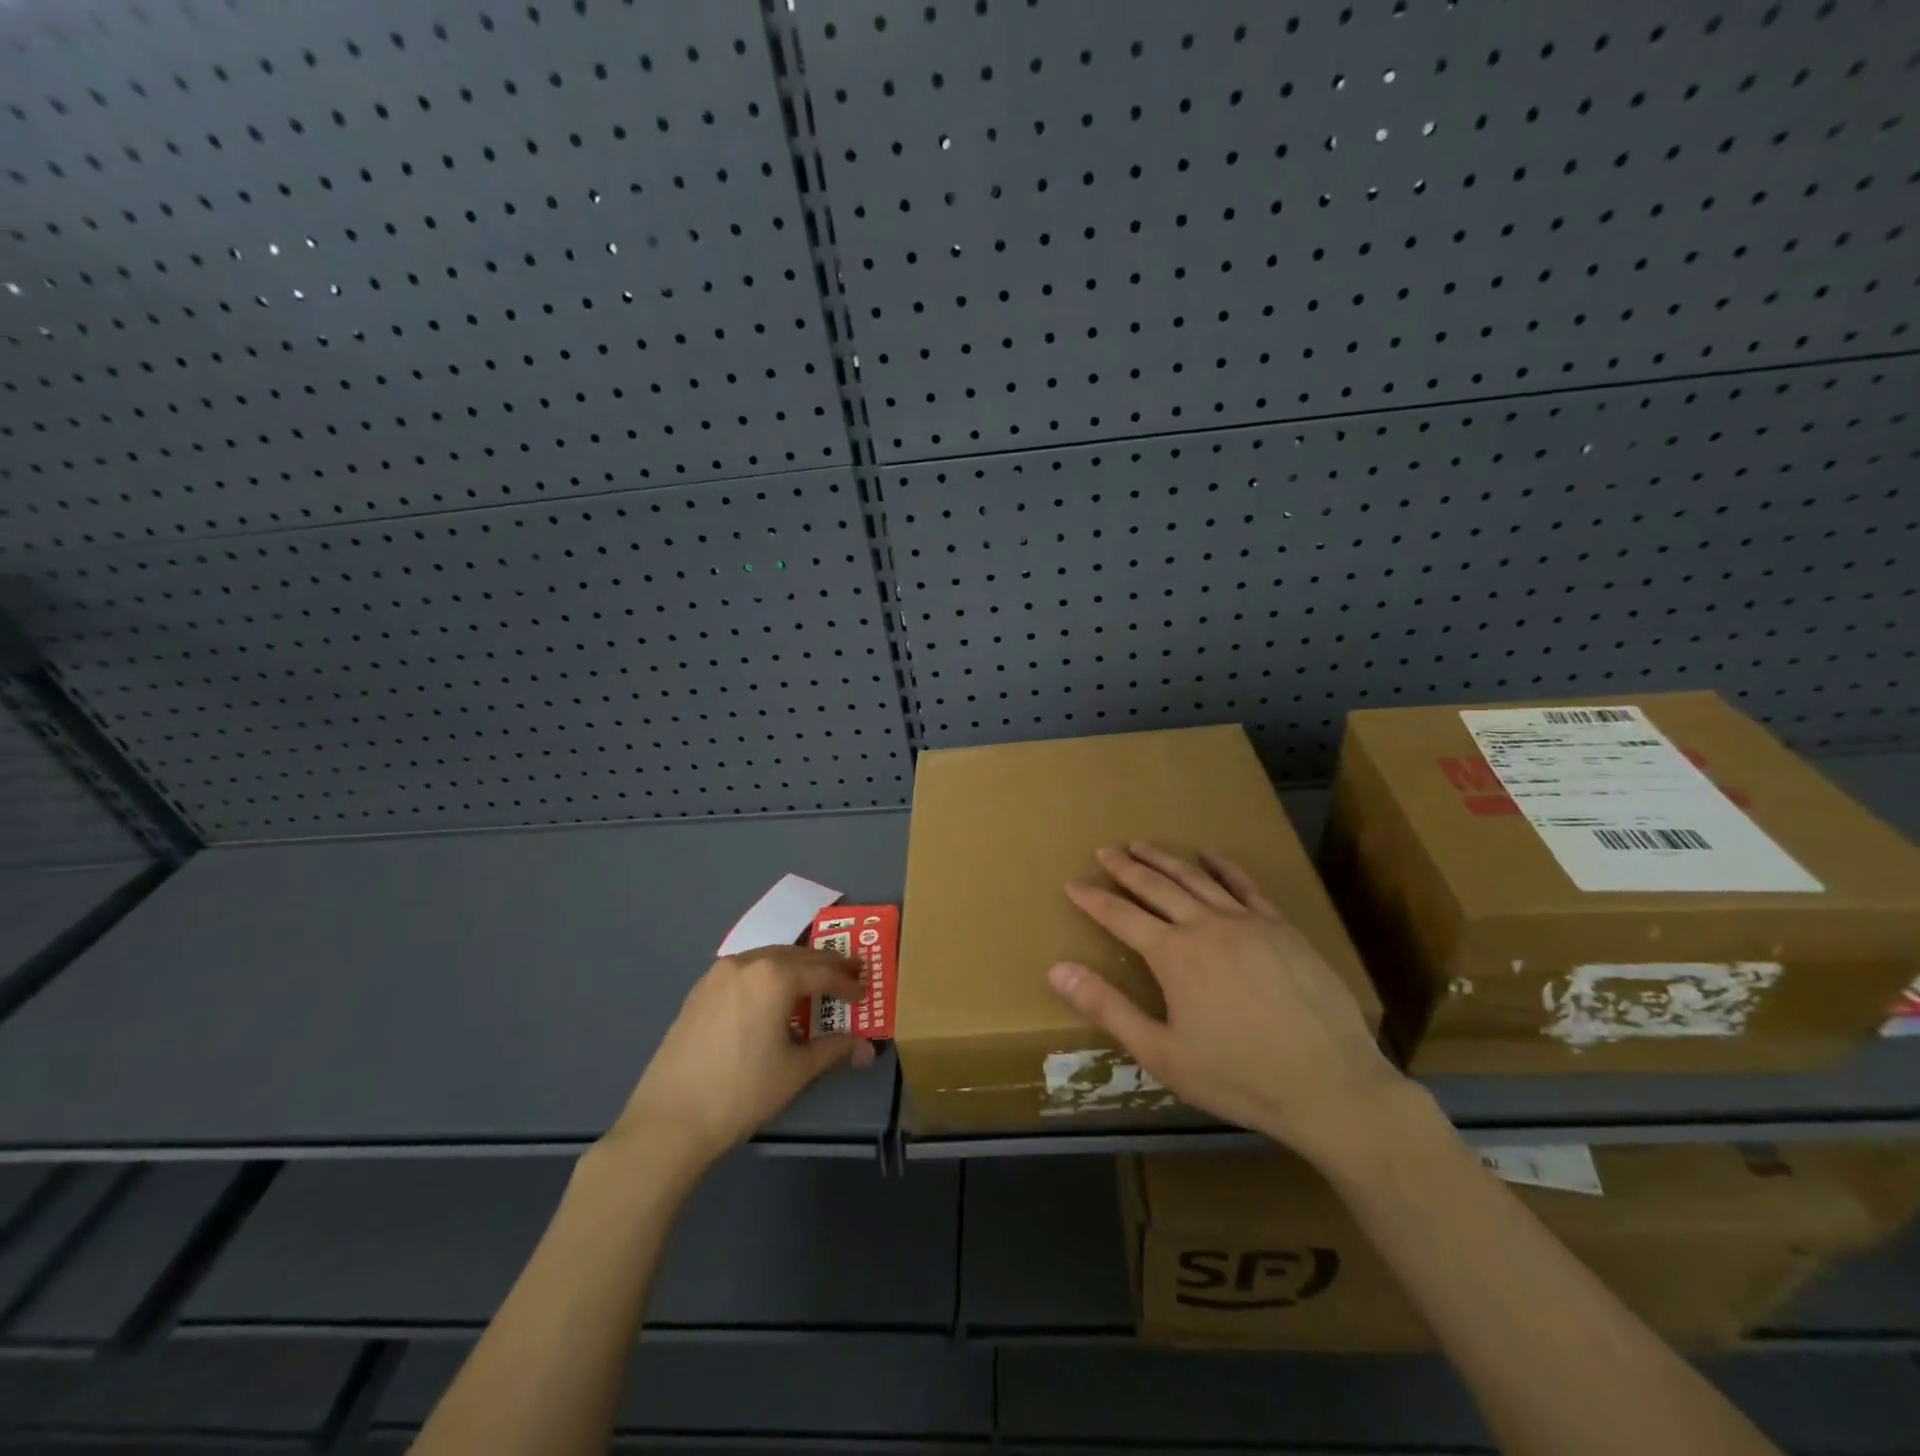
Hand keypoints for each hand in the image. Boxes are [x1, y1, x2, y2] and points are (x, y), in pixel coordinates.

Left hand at [605, 946, 876, 1180]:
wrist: (669, 1121)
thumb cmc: (741, 1092)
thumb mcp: (796, 1071)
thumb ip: (834, 1050)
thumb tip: (868, 1048)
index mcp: (775, 976)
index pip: (823, 972)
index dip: (847, 982)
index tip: (864, 994)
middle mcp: (747, 963)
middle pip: (797, 956)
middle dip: (825, 966)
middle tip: (848, 976)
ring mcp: (718, 974)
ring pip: (768, 959)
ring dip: (795, 967)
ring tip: (813, 985)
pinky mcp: (699, 990)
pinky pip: (744, 971)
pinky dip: (766, 976)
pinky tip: (771, 998)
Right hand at [1046, 843, 1404, 1167]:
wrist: (1331, 1085)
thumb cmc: (1239, 1077)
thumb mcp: (1162, 1053)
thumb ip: (1108, 1008)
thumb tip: (1057, 969)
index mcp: (1174, 955)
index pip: (1121, 916)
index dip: (1093, 899)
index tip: (1072, 883)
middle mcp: (1206, 926)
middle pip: (1157, 886)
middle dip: (1126, 867)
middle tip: (1105, 850)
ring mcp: (1248, 922)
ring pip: (1197, 879)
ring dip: (1165, 859)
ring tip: (1143, 845)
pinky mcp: (1282, 928)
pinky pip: (1246, 886)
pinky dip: (1224, 867)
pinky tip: (1211, 856)